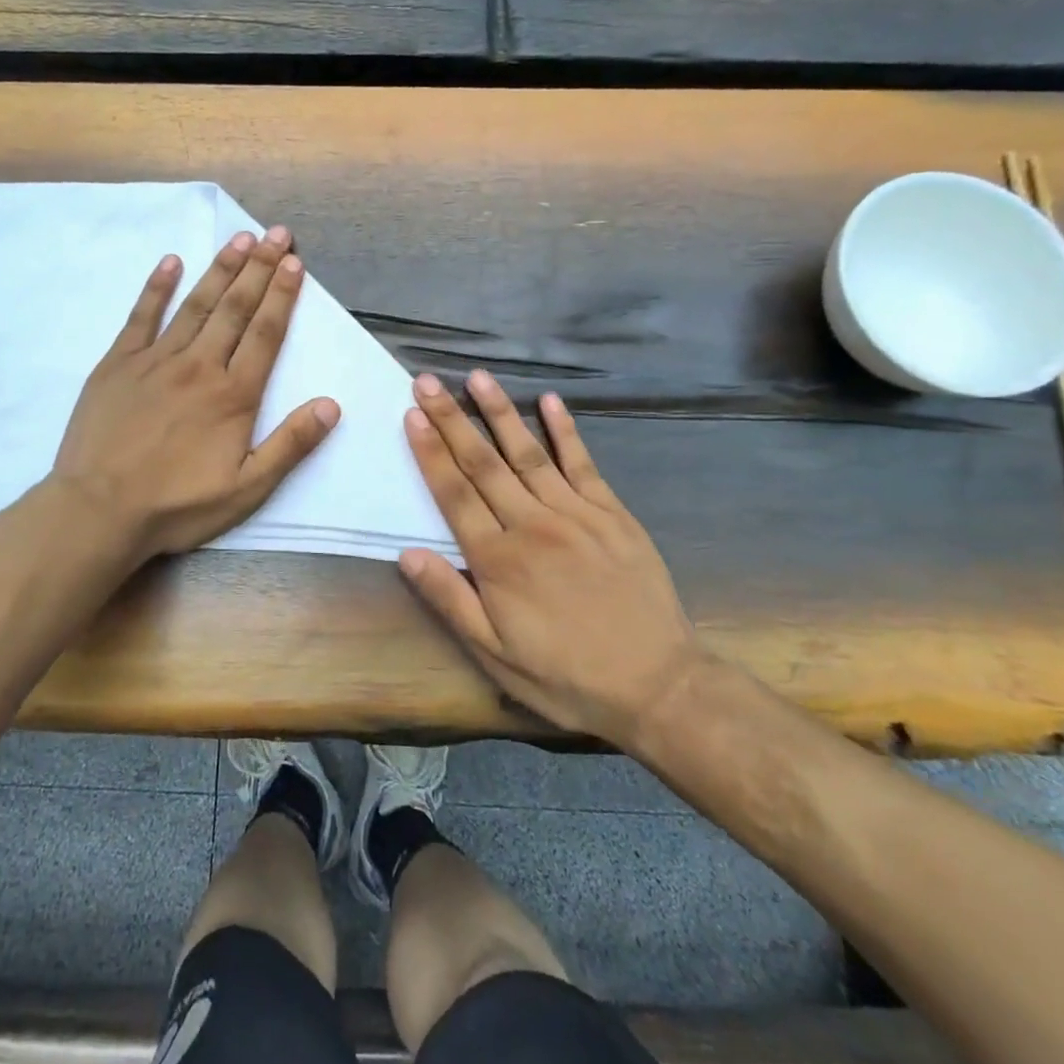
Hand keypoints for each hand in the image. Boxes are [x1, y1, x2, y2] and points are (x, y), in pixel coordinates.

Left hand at [50, 225, 340, 565]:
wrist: (98, 511)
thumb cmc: (177, 505)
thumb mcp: (247, 489)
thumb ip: (290, 444)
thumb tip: (331, 405)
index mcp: (233, 395)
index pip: (265, 334)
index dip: (282, 296)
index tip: (294, 262)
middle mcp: (198, 366)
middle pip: (234, 308)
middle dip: (259, 268)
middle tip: (275, 234)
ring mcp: (155, 360)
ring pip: (195, 305)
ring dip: (220, 269)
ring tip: (239, 239)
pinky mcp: (117, 364)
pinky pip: (140, 317)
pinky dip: (157, 288)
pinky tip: (171, 262)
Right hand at [398, 370, 701, 744]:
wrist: (656, 685)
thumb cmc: (565, 675)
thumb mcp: (496, 655)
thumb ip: (450, 600)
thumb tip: (407, 554)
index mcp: (499, 560)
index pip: (454, 494)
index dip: (431, 452)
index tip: (412, 415)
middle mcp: (532, 525)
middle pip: (484, 464)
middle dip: (452, 419)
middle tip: (428, 382)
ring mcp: (576, 514)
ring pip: (528, 453)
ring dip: (500, 412)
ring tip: (478, 377)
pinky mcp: (612, 513)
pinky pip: (583, 463)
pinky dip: (566, 430)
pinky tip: (550, 400)